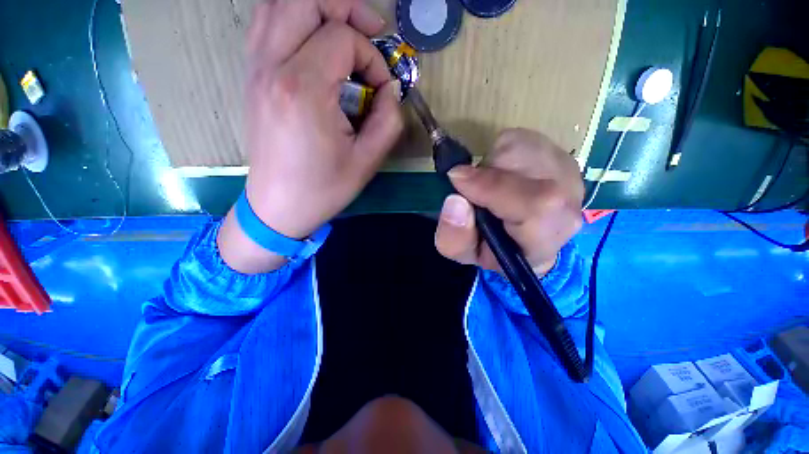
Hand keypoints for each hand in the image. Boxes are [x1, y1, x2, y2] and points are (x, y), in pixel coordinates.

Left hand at [218, 0, 403, 273]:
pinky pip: (266, 24)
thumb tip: (390, 90)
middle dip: (346, 8)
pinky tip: (315, 42)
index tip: (381, 89)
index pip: (342, 39)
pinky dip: (294, 19)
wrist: (279, 206)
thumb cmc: (323, 188)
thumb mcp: (367, 160)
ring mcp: (255, 69)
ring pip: (279, 4)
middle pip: (305, 0)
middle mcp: (272, 67)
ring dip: (318, 9)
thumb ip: (388, 120)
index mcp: (303, 89)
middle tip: (371, 33)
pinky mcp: (252, 77)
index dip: (371, 57)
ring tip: (345, 33)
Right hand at [435, 129, 583, 275]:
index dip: (493, 186)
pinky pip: (520, 138)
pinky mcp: (560, 156)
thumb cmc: (489, 249)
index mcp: (542, 239)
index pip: (536, 205)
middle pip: (529, 163)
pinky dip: (500, 152)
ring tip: (490, 186)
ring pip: (521, 146)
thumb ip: (454, 237)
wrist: (517, 239)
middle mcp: (568, 206)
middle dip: (487, 171)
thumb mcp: (462, 253)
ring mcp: (568, 176)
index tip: (457, 178)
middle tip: (474, 190)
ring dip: (492, 163)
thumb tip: (455, 200)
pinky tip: (502, 174)